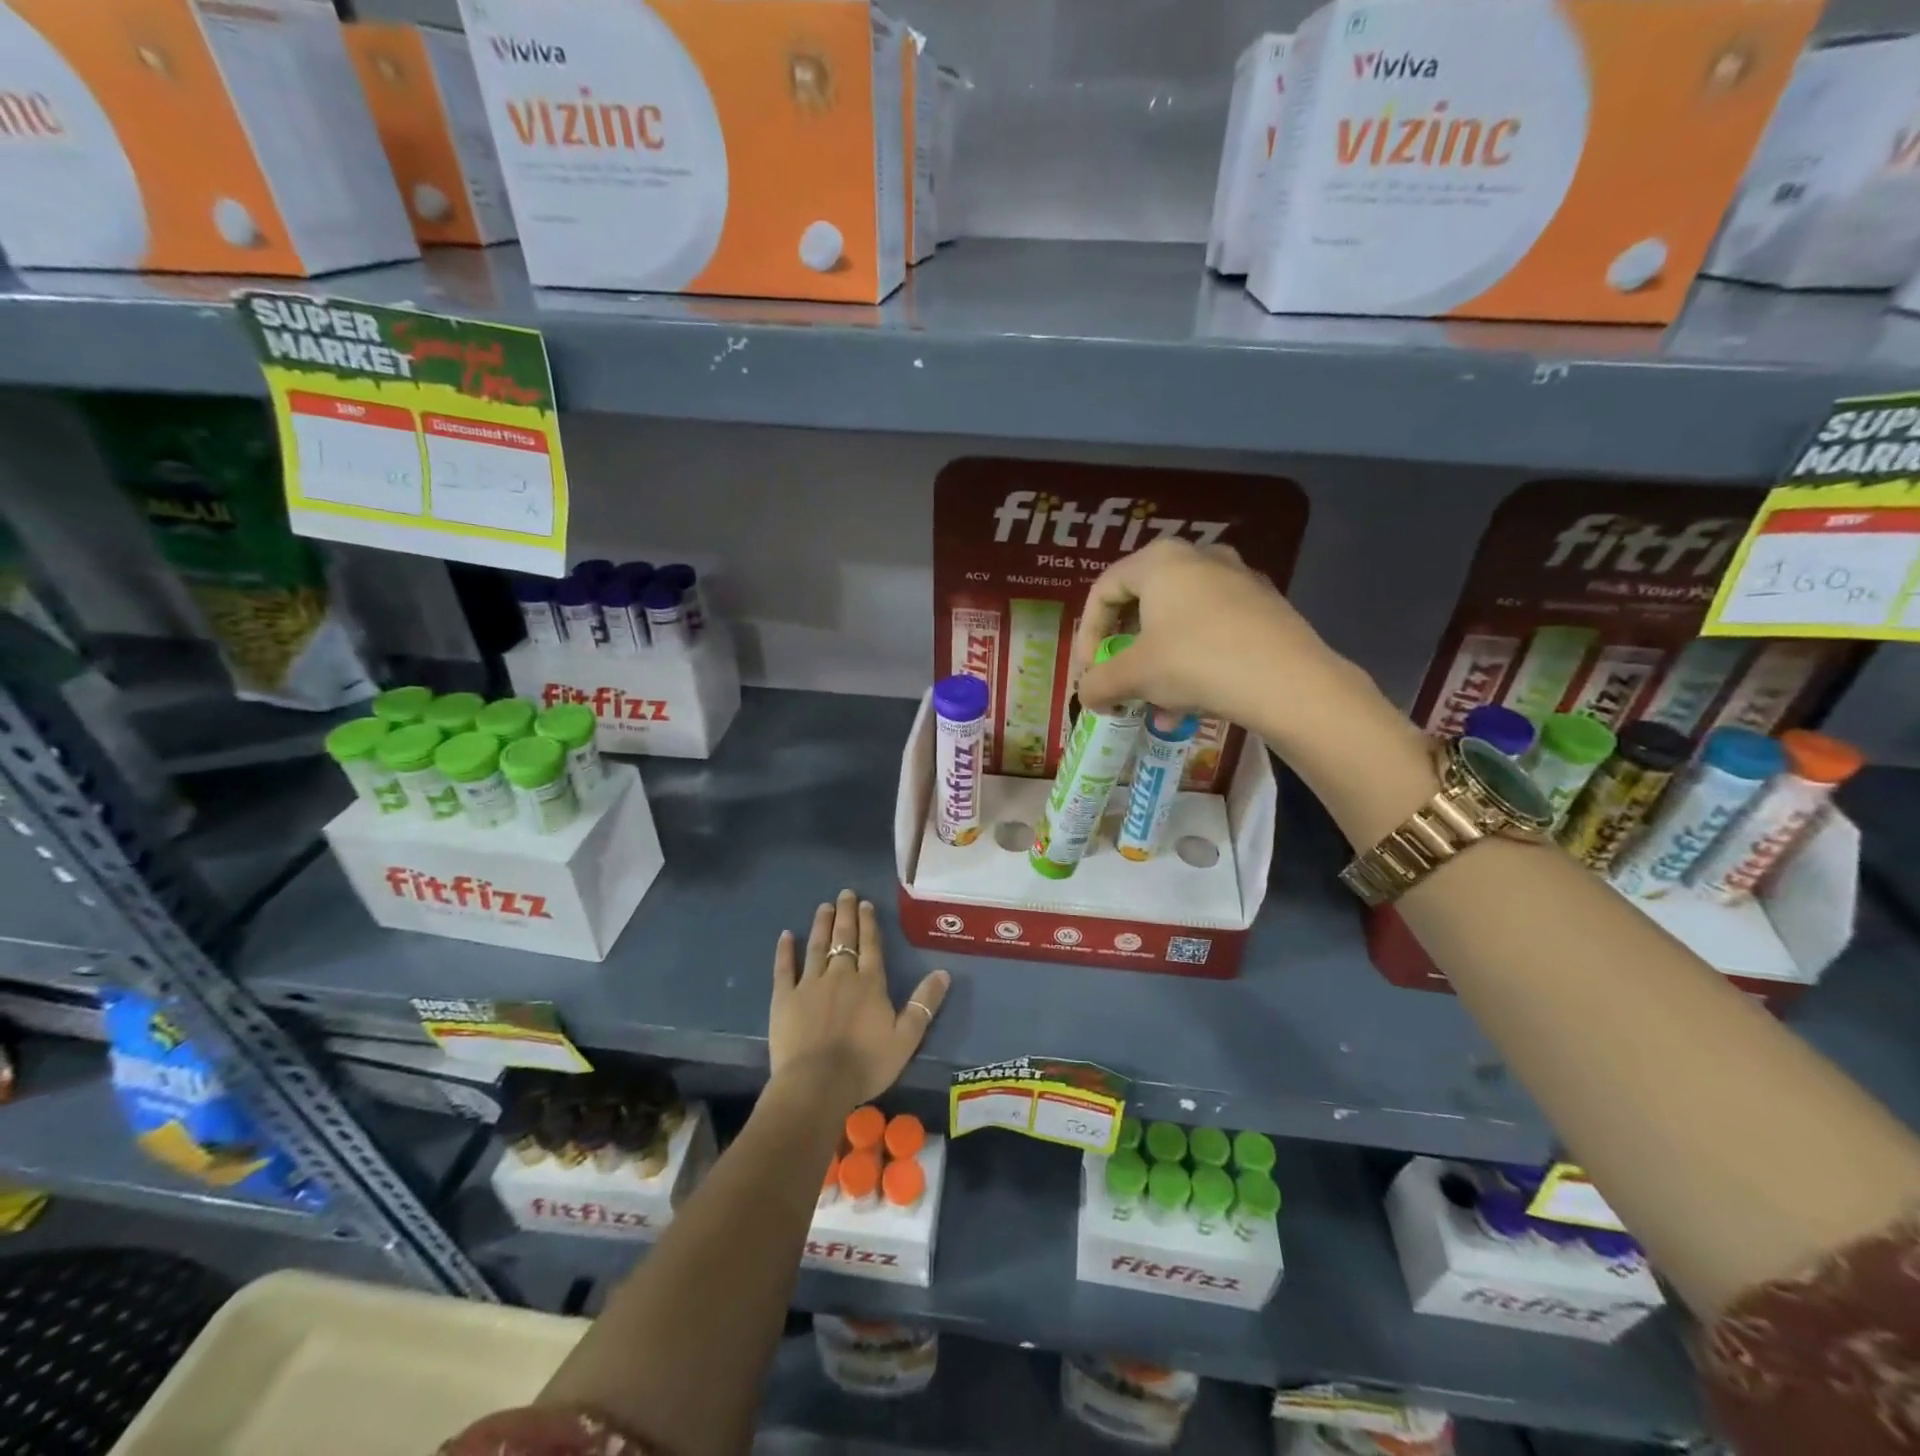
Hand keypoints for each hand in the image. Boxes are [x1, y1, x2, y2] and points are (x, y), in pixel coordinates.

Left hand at [769, 889, 950, 1109]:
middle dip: (845, 914)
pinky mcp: (784, 998)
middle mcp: (841, 975)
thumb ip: (924, 1004)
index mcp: (870, 983)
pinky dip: (785, 950)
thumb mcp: (906, 1038)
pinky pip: (784, 968)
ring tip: (823, 906)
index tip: (865, 904)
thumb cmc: (866, 1063)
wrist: (817, 1084)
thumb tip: (943, 972)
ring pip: (817, 946)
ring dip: (821, 924)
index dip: (868, 923)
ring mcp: (810, 984)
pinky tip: (786, 935)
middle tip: (844, 894)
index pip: (870, 945)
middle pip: (844, 938)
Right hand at [1072, 539, 1352, 739]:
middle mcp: (1199, 557)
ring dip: (1158, 663)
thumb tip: (1086, 694)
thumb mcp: (1134, 676)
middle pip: (1143, 603)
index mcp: (1160, 560)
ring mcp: (1238, 579)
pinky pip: (1212, 630)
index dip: (1086, 634)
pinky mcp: (1265, 607)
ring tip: (1156, 705)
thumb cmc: (1195, 662)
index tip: (1088, 672)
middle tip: (1119, 681)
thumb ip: (1098, 683)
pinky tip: (1193, 703)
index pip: (1104, 590)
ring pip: (1179, 621)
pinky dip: (1193, 662)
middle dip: (1125, 650)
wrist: (1287, 681)